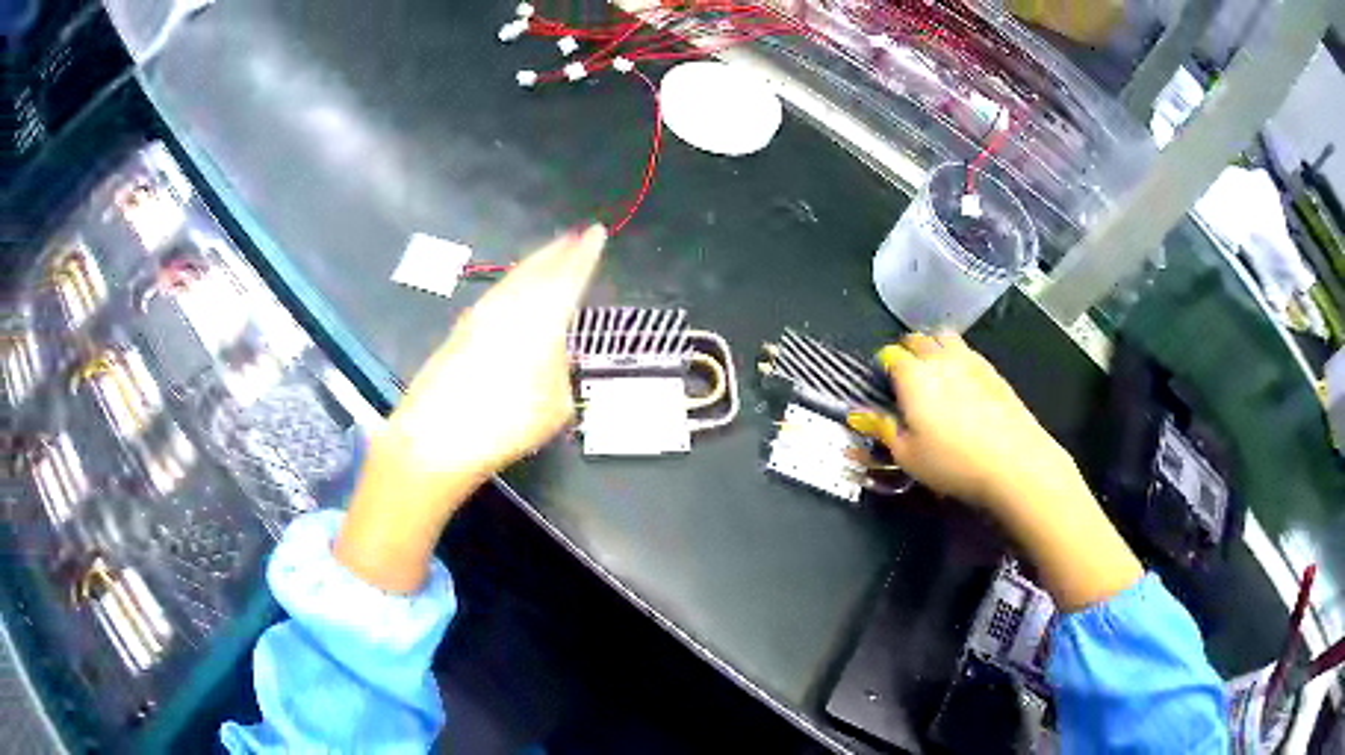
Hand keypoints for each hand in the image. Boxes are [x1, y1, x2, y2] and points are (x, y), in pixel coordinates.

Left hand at [336, 225, 605, 592]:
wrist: (437, 435)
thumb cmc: (506, 422)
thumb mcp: (555, 403)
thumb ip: (560, 369)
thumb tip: (553, 353)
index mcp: (543, 316)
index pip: (570, 274)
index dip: (586, 253)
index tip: (597, 233)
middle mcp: (512, 304)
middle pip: (538, 267)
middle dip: (558, 251)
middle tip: (575, 238)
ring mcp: (482, 314)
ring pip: (514, 279)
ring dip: (534, 265)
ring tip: (548, 258)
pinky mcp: (461, 329)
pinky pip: (496, 295)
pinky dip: (512, 286)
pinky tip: (514, 294)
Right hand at [847, 332, 1076, 514]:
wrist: (1014, 460)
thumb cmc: (953, 462)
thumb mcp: (908, 458)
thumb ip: (886, 432)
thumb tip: (870, 416)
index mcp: (913, 376)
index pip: (889, 356)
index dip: (882, 368)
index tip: (882, 387)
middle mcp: (939, 358)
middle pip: (917, 339)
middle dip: (906, 352)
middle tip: (905, 379)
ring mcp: (969, 360)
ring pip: (944, 338)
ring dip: (934, 348)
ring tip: (934, 372)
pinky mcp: (993, 370)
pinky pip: (968, 352)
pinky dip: (958, 359)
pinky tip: (962, 384)